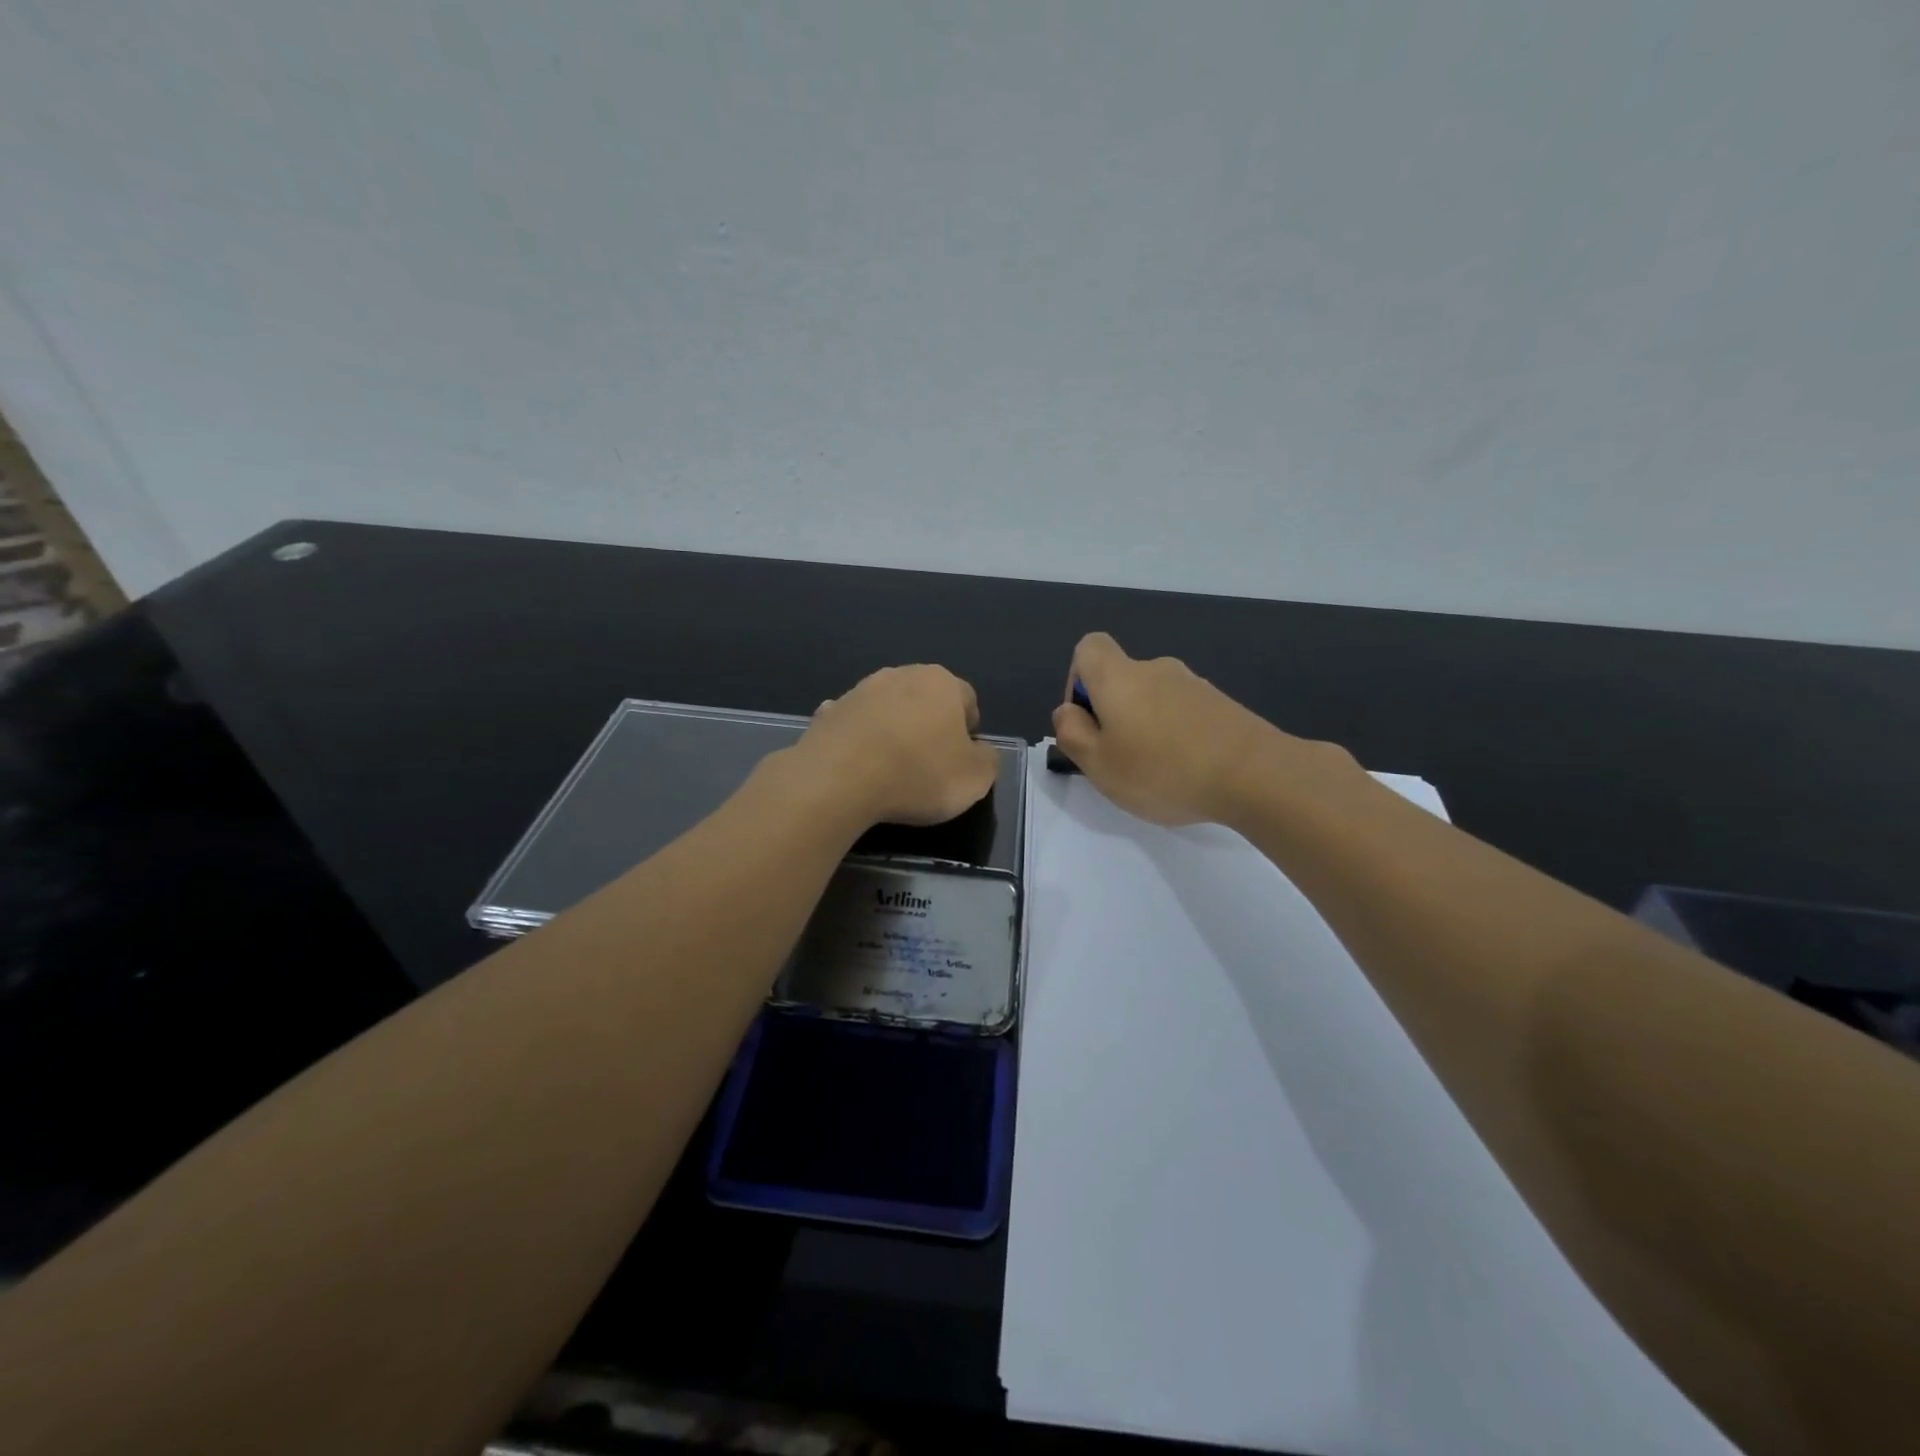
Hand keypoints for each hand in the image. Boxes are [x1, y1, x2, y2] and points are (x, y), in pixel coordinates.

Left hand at [792, 664, 1000, 827]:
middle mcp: (901, 675)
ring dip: (893, 730)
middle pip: (925, 699)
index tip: (961, 761)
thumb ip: (987, 759)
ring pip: (888, 709)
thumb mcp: (976, 778)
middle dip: (929, 725)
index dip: (968, 731)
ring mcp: (860, 691)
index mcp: (942, 683)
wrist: (839, 780)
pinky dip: (859, 739)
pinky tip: (858, 765)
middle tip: (928, 765)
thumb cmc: (918, 774)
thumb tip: (979, 751)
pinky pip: (854, 725)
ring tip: (891, 769)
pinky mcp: (829, 712)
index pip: (967, 700)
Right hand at [1052, 633, 1349, 825]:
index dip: (1076, 680)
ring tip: (1157, 773)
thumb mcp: (1098, 763)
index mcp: (1119, 677)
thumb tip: (1067, 711)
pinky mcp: (1223, 706)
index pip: (1088, 647)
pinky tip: (1189, 772)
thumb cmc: (1162, 770)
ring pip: (1154, 699)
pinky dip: (1177, 736)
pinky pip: (1184, 714)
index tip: (1086, 720)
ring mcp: (1195, 685)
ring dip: (1146, 727)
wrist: (1256, 775)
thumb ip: (1071, 733)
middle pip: (1122, 679)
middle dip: (1113, 714)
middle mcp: (1156, 670)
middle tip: (1118, 761)